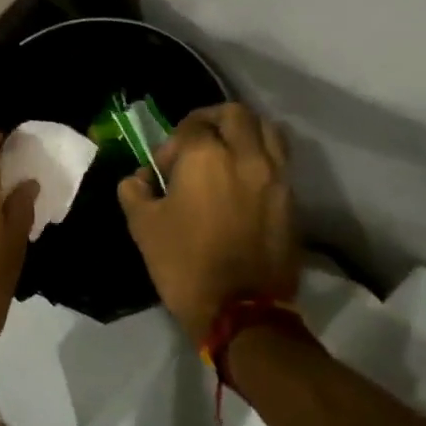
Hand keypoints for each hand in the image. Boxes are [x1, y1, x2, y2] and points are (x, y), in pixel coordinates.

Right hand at [118, 103, 296, 344]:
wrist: (241, 312)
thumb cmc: (185, 264)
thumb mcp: (142, 226)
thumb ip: (134, 190)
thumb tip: (140, 178)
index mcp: (206, 156)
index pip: (191, 125)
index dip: (172, 143)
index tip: (163, 170)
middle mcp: (246, 155)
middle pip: (235, 114)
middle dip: (212, 120)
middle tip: (196, 142)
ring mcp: (275, 176)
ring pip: (267, 129)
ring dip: (245, 132)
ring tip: (228, 153)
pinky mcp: (292, 199)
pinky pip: (280, 160)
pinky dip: (262, 156)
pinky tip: (244, 179)